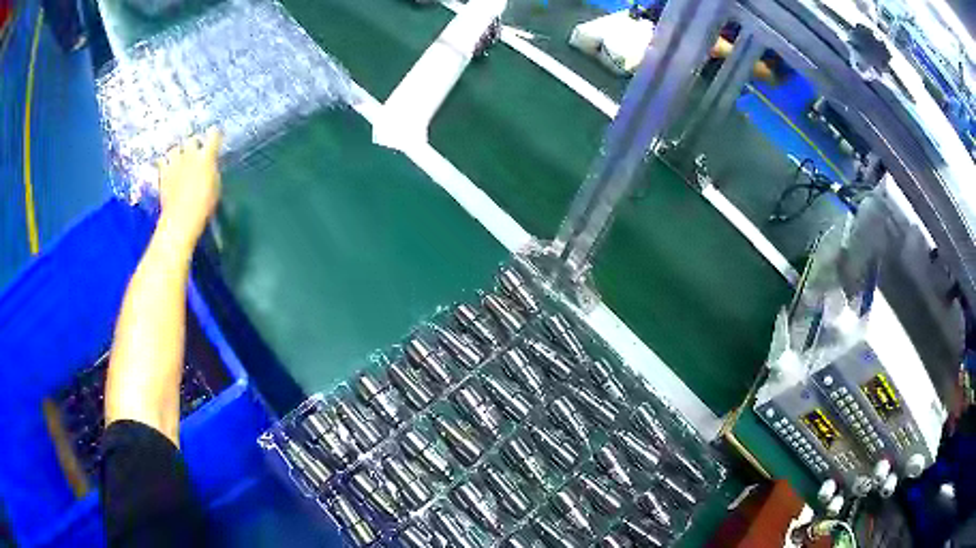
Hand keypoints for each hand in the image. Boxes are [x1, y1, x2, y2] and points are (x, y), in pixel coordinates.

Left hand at [156, 127, 221, 249]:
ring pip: (175, 148)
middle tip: (195, 150)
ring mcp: (174, 163)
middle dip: (194, 143)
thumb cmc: (204, 205)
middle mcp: (190, 154)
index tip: (215, 136)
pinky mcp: (163, 173)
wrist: (181, 218)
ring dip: (177, 151)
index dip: (214, 134)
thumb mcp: (215, 186)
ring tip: (179, 157)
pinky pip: (161, 161)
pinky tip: (166, 166)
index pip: (213, 135)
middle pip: (192, 140)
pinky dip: (164, 162)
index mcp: (206, 156)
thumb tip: (209, 166)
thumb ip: (212, 171)